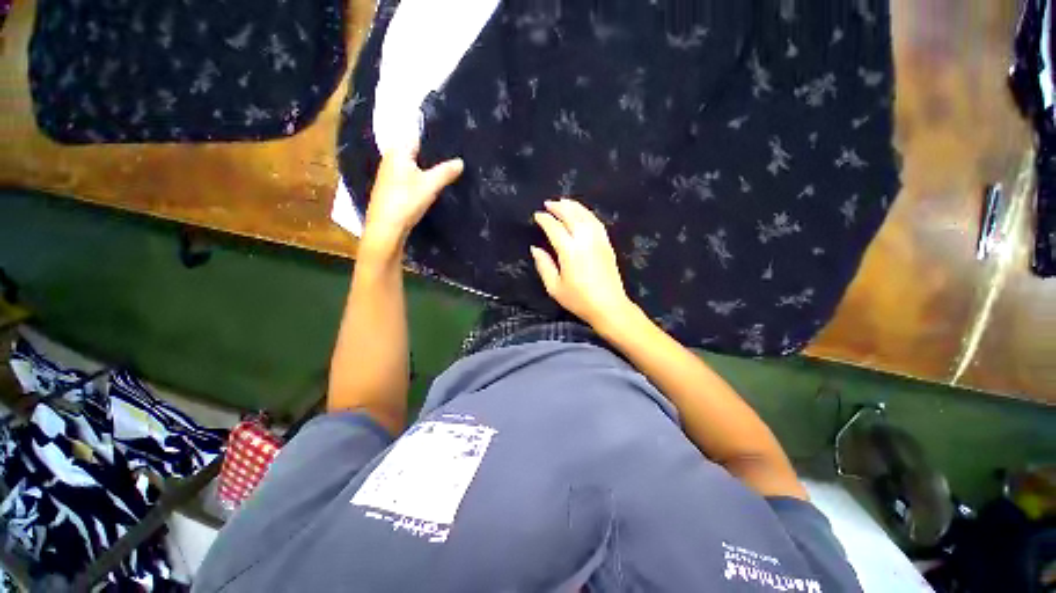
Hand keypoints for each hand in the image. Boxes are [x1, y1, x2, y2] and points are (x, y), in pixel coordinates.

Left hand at [362, 146, 463, 254]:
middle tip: (451, 155)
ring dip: (425, 167)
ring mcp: (388, 174)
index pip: (415, 135)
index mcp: (398, 151)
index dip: (431, 138)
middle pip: (413, 150)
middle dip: (430, 153)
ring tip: (444, 169)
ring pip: (411, 165)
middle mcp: (390, 158)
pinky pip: (407, 176)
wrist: (386, 227)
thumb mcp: (430, 185)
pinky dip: (418, 178)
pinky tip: (429, 185)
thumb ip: (445, 172)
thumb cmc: (407, 201)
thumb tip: (460, 161)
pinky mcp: (390, 188)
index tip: (449, 141)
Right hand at [531, 198, 634, 328]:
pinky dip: (587, 213)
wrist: (609, 306)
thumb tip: (535, 249)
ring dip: (574, 206)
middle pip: (571, 215)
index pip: (555, 228)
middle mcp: (585, 240)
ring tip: (564, 201)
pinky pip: (596, 222)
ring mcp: (598, 240)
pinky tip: (582, 213)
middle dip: (559, 207)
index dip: (545, 220)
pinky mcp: (607, 244)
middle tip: (548, 203)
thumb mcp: (554, 287)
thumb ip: (544, 265)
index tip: (537, 215)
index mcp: (570, 251)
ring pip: (585, 215)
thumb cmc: (579, 299)